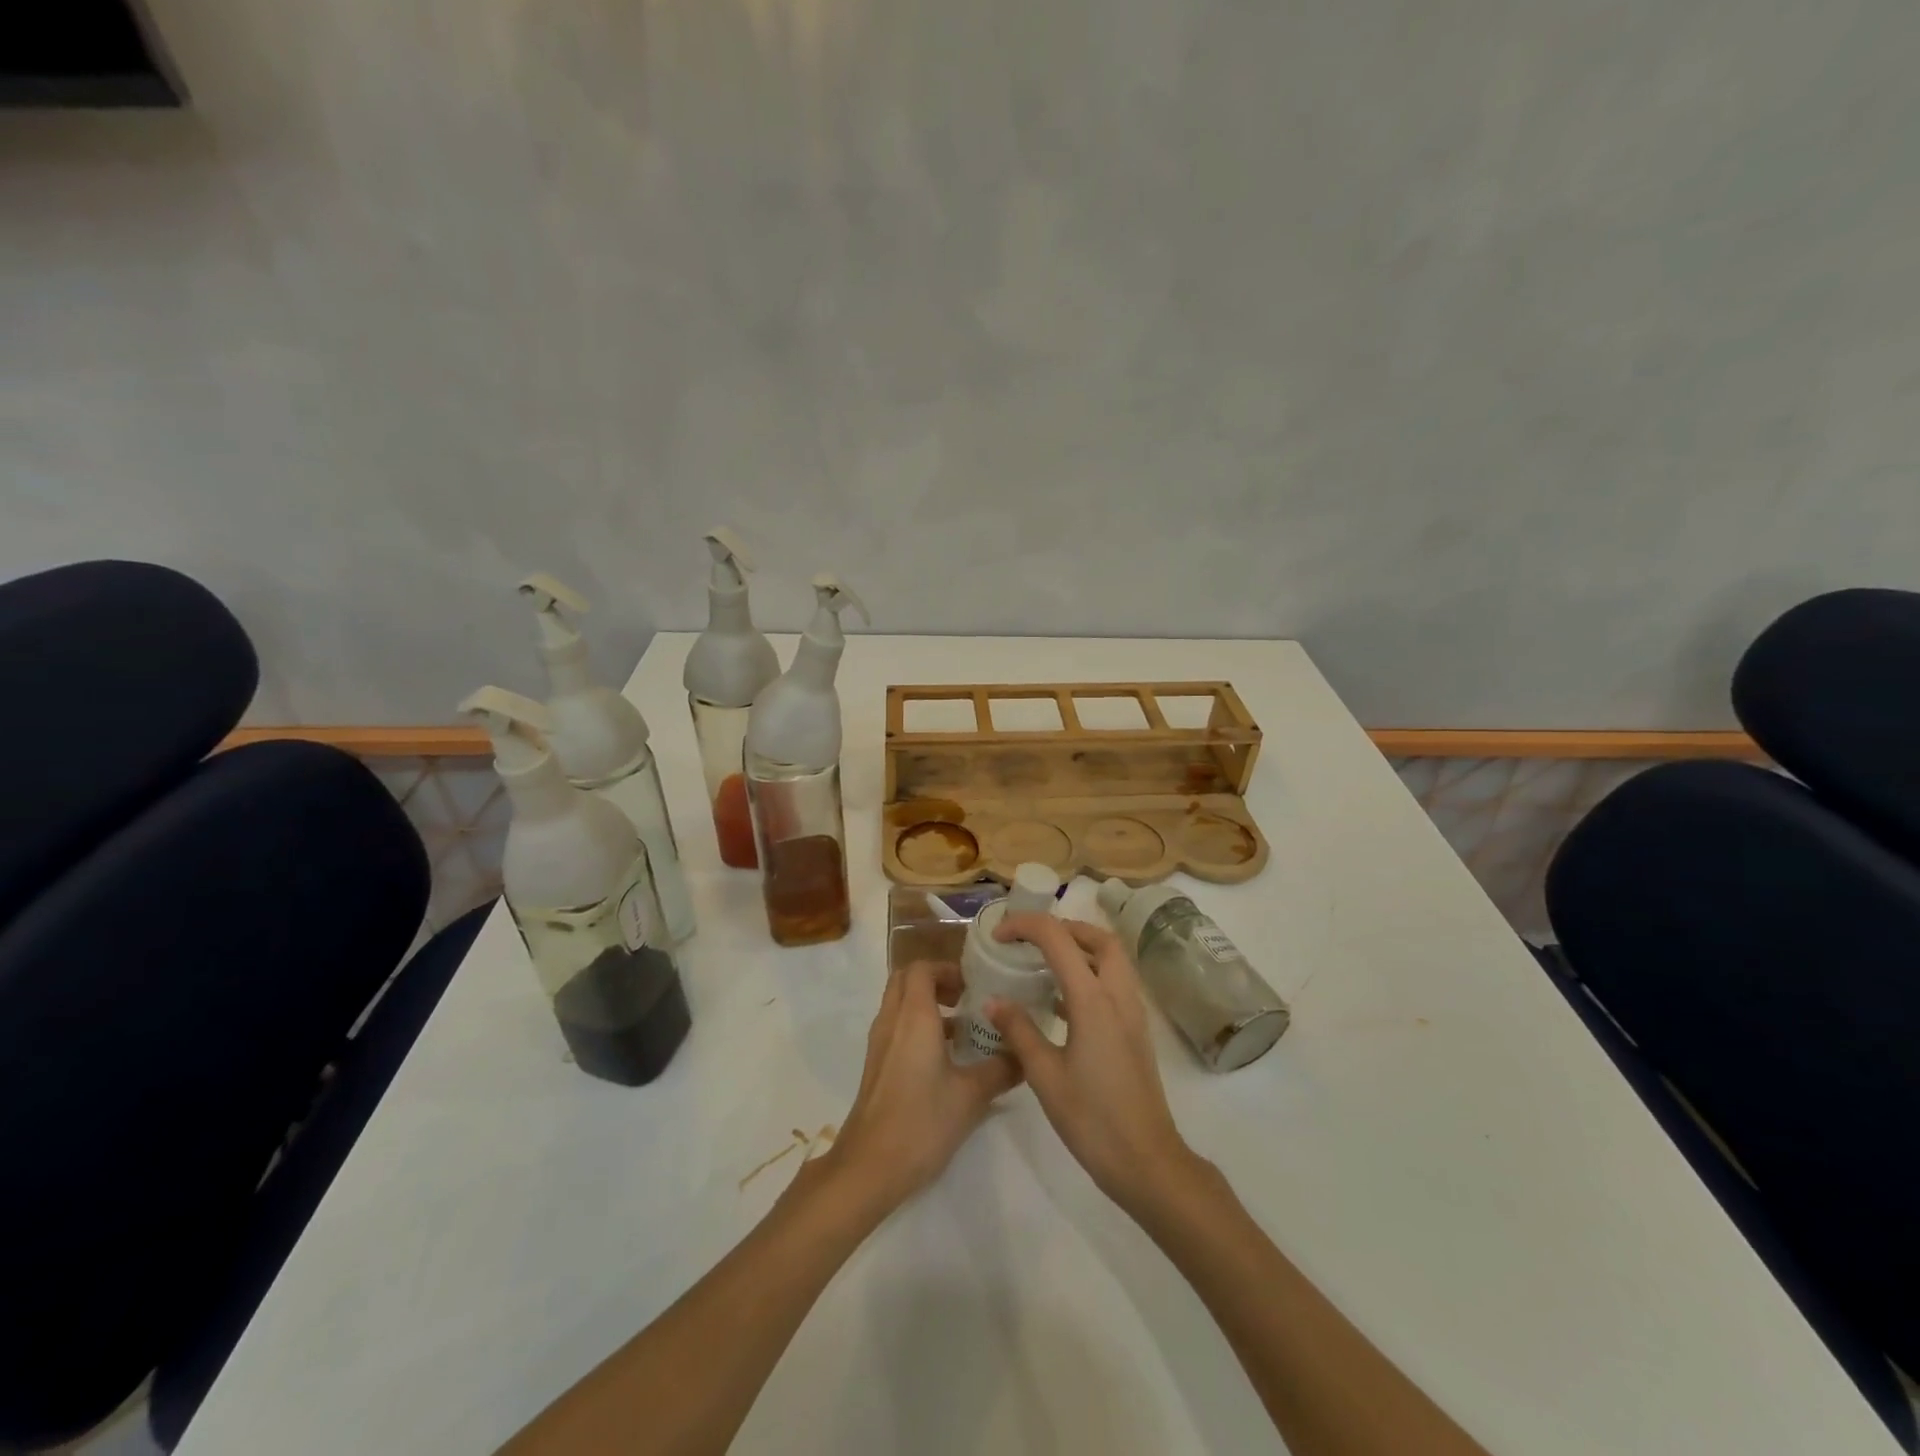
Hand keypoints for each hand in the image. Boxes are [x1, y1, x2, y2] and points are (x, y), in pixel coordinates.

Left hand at [822, 961, 1020, 1214]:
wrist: (869, 1167)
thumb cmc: (921, 1121)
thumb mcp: (971, 1095)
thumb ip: (1002, 1069)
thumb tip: (1026, 1054)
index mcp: (914, 1016)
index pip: (922, 968)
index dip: (947, 969)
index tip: (973, 986)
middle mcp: (892, 1021)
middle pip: (906, 980)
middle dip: (935, 981)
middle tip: (966, 999)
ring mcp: (880, 1044)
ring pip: (899, 1004)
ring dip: (926, 1004)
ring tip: (962, 1028)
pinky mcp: (877, 1066)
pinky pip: (896, 1027)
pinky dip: (917, 1026)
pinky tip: (944, 1058)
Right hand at [988, 916, 1196, 1215]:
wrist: (1147, 1161)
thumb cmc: (1092, 1118)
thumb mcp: (1044, 1075)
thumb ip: (1018, 1030)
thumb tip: (993, 1001)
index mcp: (1093, 999)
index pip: (1058, 938)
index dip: (1025, 926)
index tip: (999, 935)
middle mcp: (1117, 995)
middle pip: (1098, 938)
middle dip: (1064, 927)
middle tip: (1031, 939)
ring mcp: (1132, 1013)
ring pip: (1112, 959)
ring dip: (1080, 948)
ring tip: (1043, 963)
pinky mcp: (1135, 1031)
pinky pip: (1114, 984)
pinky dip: (1089, 975)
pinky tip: (1061, 1002)